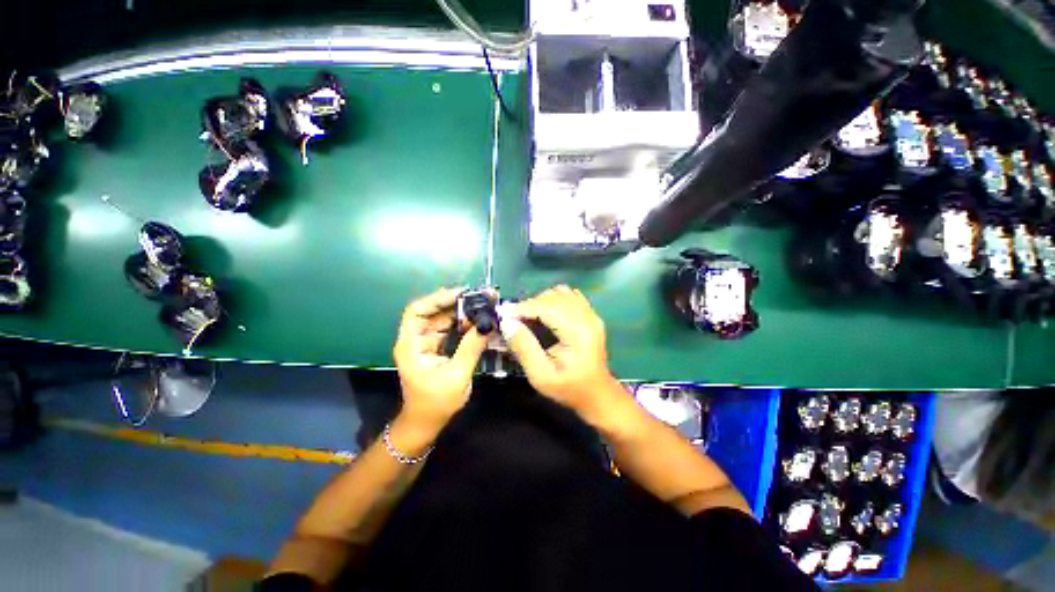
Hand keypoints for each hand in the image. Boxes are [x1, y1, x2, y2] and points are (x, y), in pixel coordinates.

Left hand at [393, 287, 488, 429]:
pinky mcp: (436, 348)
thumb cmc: (436, 403)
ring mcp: (425, 343)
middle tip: (480, 298)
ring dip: (461, 312)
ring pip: (442, 319)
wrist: (426, 423)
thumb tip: (488, 323)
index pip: (417, 311)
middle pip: (432, 312)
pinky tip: (477, 321)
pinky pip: (449, 330)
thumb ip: (471, 347)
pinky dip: (462, 324)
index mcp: (411, 344)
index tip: (462, 294)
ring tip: (483, 306)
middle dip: (455, 303)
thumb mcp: (457, 375)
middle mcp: (415, 339)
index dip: (437, 299)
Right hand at [502, 285, 624, 419]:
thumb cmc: (569, 388)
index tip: (503, 313)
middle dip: (529, 304)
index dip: (523, 307)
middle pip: (554, 297)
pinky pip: (569, 296)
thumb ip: (524, 347)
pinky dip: (552, 299)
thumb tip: (507, 323)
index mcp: (578, 333)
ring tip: (527, 316)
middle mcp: (587, 317)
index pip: (548, 307)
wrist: (596, 394)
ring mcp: (591, 314)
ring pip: (561, 292)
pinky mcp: (590, 314)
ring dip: (540, 300)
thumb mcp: (541, 375)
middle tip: (512, 318)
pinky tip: (544, 313)